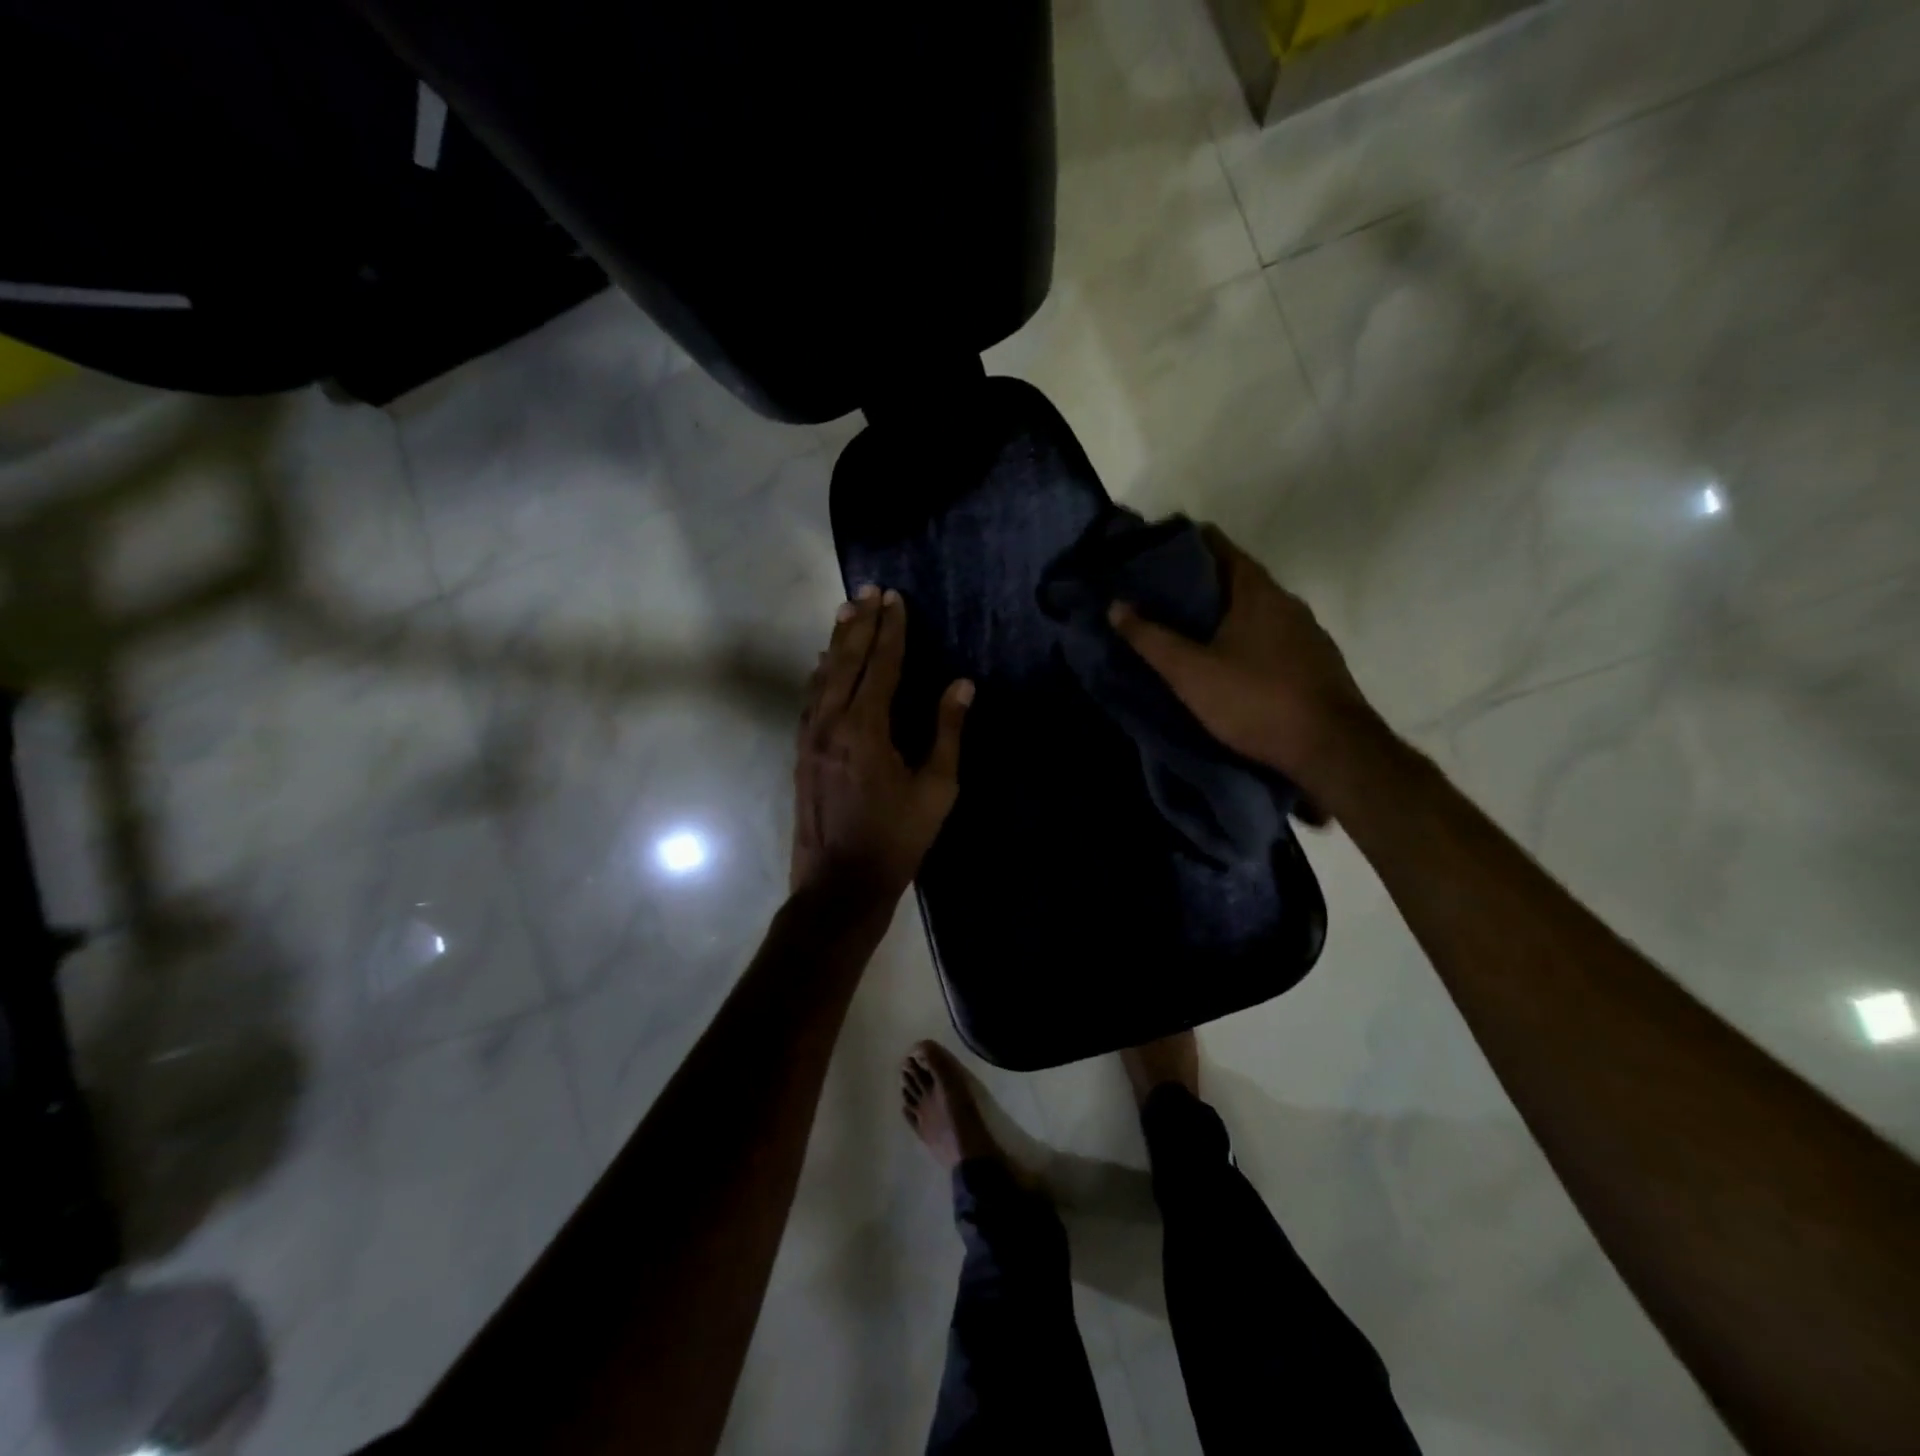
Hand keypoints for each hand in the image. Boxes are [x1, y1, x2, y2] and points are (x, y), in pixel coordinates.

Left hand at [792, 585, 973, 905]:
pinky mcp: (801, 753)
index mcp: (866, 728)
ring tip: (847, 612)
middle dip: (860, 624)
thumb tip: (962, 685)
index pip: (882, 665)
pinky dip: (821, 674)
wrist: (838, 885)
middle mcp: (831, 722)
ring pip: (823, 677)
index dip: (891, 630)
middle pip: (846, 661)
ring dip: (837, 643)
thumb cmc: (896, 839)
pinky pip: (811, 699)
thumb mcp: (936, 789)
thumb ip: (947, 732)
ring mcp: (810, 737)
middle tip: (869, 590)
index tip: (895, 599)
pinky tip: (824, 664)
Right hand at [1108, 526, 1384, 803]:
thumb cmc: (1256, 701)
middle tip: (1157, 599)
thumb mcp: (1190, 673)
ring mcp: (1307, 632)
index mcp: (1257, 591)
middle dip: (1197, 584)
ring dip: (1222, 614)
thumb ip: (1151, 639)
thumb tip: (1116, 605)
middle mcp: (1287, 601)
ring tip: (1185, 631)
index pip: (1218, 545)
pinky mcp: (1315, 661)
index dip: (1182, 545)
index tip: (1150, 556)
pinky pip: (1271, 636)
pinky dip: (1244, 638)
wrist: (1332, 749)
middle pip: (1236, 577)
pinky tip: (1227, 662)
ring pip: (1255, 610)